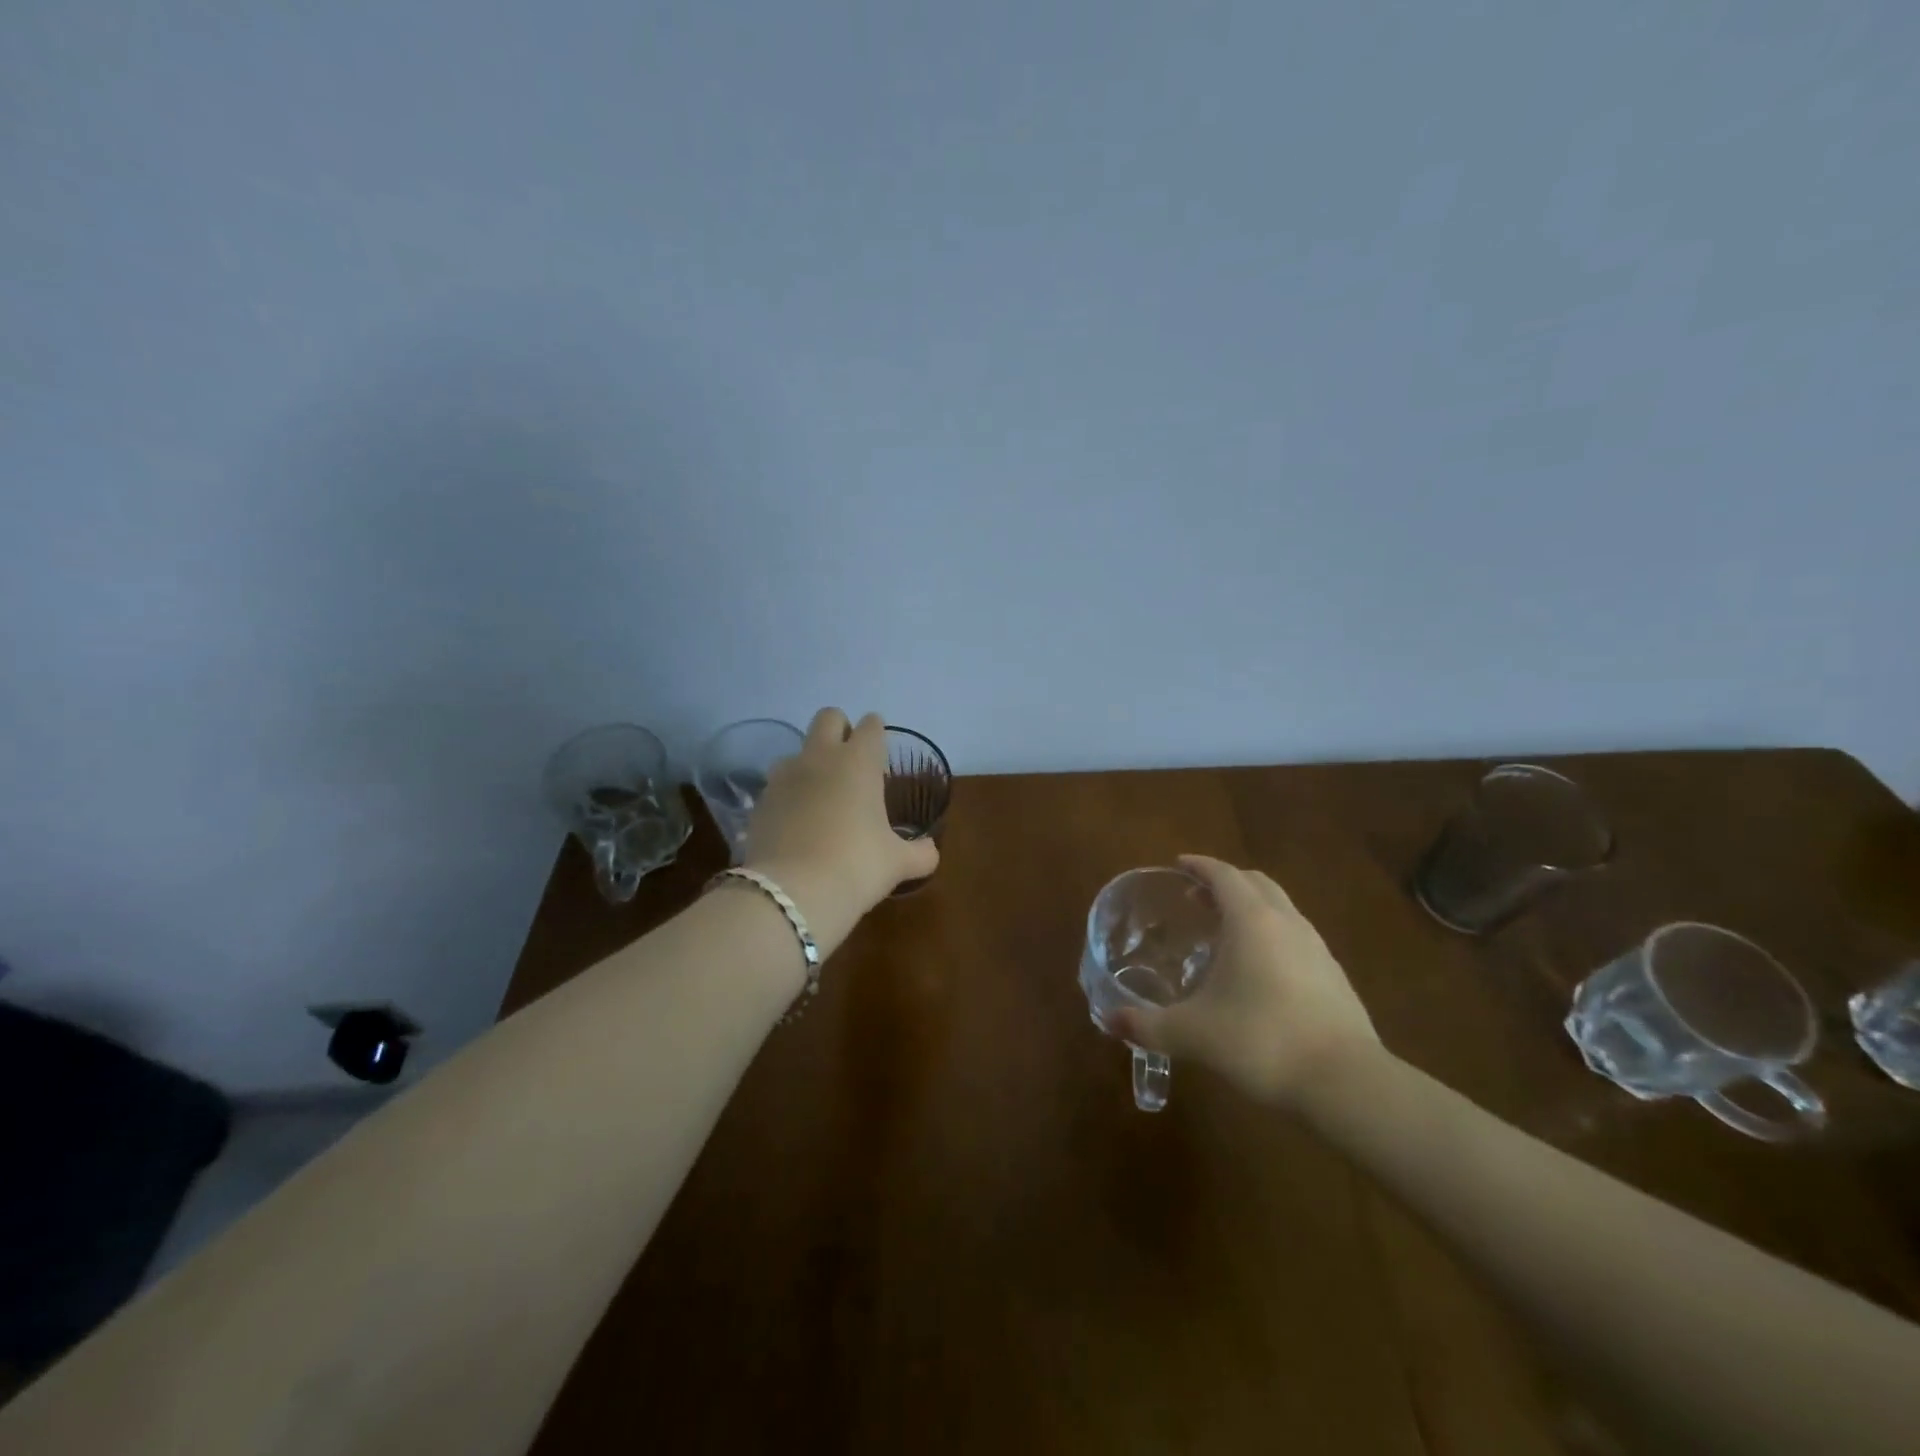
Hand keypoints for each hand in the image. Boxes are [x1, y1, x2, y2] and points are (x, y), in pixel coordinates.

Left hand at [741, 708, 938, 949]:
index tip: (881, 751)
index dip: (877, 733)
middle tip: (851, 761)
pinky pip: (777, 787)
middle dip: (840, 729)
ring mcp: (784, 777)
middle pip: (828, 717)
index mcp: (859, 762)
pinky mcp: (759, 802)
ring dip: (809, 764)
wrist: (792, 893)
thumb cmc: (857, 866)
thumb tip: (930, 852)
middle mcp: (820, 758)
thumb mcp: (898, 863)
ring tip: (821, 797)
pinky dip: (788, 797)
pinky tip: (797, 825)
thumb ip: (919, 852)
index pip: (871, 726)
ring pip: (796, 751)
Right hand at [1103, 855, 1382, 1110]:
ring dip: (1252, 907)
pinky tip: (1260, 970)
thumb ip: (1147, 1026)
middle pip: (1256, 882)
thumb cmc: (1261, 1041)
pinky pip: (1296, 936)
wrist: (1346, 1082)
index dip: (1199, 865)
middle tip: (1196, 897)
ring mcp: (1316, 947)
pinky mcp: (1334, 975)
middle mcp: (1286, 922)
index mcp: (1251, 921)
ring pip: (1281, 908)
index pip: (1223, 874)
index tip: (1178, 865)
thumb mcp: (1193, 1035)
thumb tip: (1109, 1021)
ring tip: (1226, 932)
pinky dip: (1272, 934)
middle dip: (1225, 881)